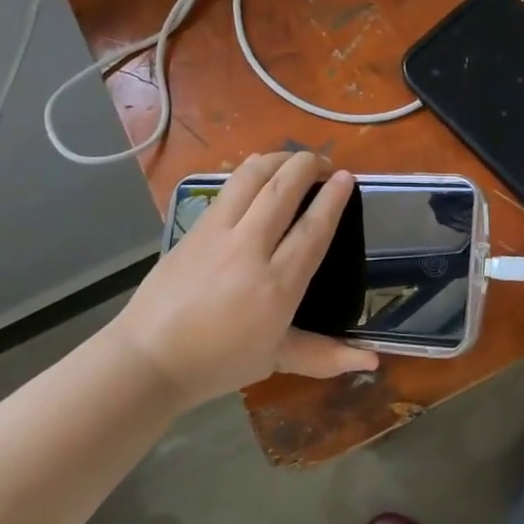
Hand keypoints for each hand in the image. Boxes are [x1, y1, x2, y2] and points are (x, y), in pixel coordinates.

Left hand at [108, 152, 378, 411]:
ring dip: (277, 159)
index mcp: (277, 285)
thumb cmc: (218, 364)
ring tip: (293, 160)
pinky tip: (256, 172)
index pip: (312, 229)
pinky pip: (226, 189)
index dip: (333, 199)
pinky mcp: (194, 229)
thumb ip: (325, 355)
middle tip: (324, 162)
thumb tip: (374, 363)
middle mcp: (250, 250)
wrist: (149, 358)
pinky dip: (248, 172)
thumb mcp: (276, 359)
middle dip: (308, 165)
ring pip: (251, 178)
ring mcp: (217, 234)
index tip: (347, 177)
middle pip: (282, 189)